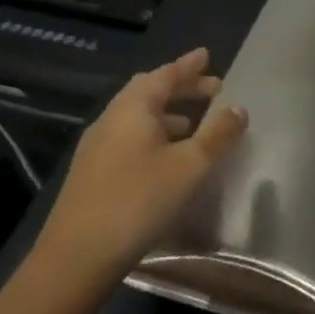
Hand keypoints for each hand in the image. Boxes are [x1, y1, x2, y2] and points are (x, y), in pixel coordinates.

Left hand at [35, 48, 247, 286]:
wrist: (76, 258)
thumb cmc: (139, 200)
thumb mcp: (190, 166)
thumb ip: (218, 134)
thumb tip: (238, 108)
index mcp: (133, 108)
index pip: (165, 74)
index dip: (188, 65)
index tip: (206, 55)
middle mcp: (111, 119)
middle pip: (148, 92)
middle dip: (180, 88)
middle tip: (210, 89)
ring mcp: (96, 147)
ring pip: (137, 117)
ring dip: (167, 114)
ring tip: (193, 123)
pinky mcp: (90, 173)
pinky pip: (128, 138)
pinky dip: (153, 135)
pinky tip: (166, 157)